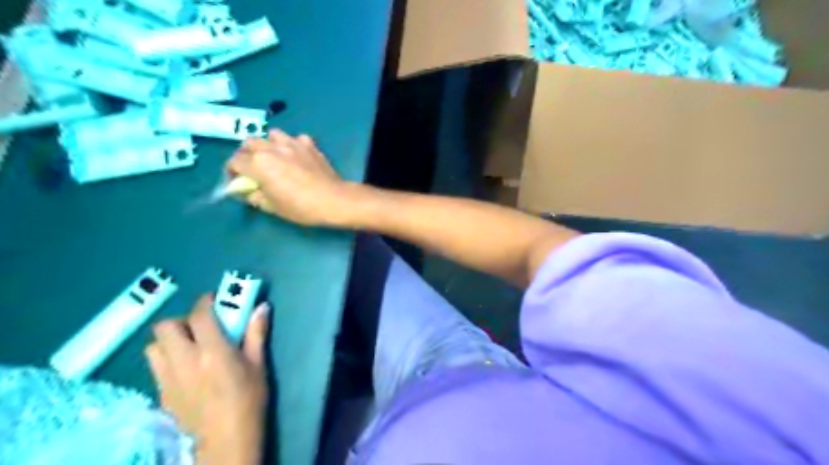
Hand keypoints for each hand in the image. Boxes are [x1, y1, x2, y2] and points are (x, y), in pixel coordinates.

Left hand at [143, 295, 270, 464]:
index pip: (199, 314)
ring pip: (153, 346)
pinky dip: (167, 359)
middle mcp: (184, 360)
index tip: (215, 299)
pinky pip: (156, 367)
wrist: (227, 439)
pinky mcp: (161, 394)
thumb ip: (256, 333)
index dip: (206, 301)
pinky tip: (185, 369)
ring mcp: (168, 378)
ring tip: (188, 346)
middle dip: (182, 320)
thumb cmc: (249, 399)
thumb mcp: (258, 364)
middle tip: (200, 326)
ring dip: (169, 340)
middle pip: (166, 326)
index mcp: (212, 351)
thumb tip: (262, 307)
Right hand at [227, 129, 354, 226]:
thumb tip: (247, 191)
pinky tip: (296, 156)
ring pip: (271, 135)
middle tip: (252, 169)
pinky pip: (295, 139)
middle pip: (249, 143)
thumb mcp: (272, 207)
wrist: (333, 199)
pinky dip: (291, 145)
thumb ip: (254, 196)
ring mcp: (292, 143)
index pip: (234, 162)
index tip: (237, 182)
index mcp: (258, 164)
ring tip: (273, 158)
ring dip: (267, 144)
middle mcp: (272, 148)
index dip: (231, 172)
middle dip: (246, 155)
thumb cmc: (301, 207)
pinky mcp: (309, 144)